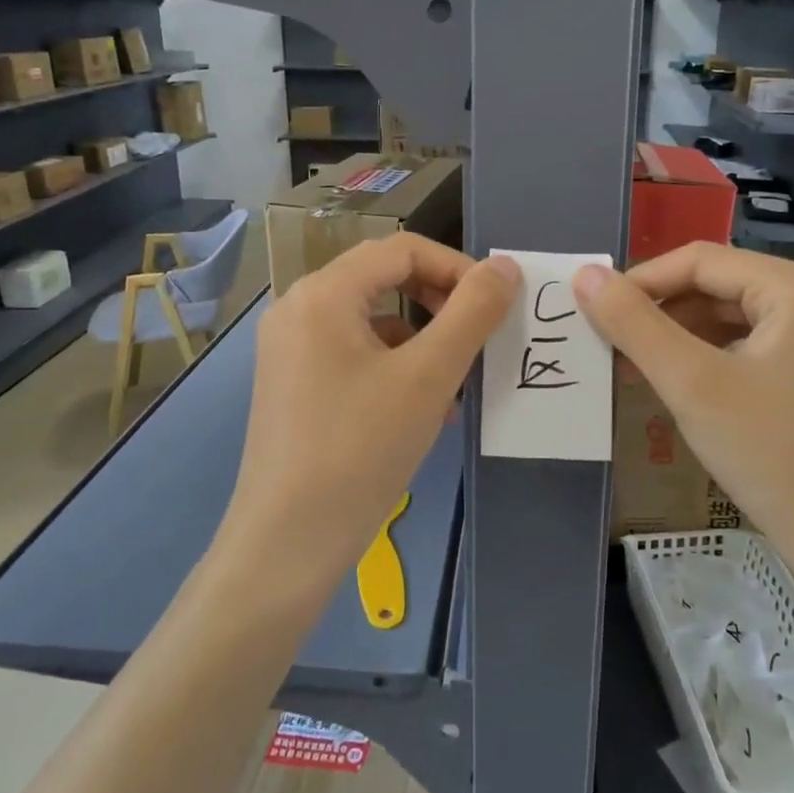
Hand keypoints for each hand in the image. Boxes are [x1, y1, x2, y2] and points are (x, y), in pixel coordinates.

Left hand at [217, 235, 519, 606]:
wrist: (288, 542)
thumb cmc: (360, 449)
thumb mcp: (428, 377)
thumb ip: (472, 312)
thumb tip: (505, 266)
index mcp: (322, 293)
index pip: (402, 250)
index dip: (456, 267)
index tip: (495, 304)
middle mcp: (298, 308)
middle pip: (382, 279)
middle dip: (439, 302)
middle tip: (478, 336)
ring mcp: (289, 348)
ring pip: (371, 320)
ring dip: (421, 338)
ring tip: (456, 382)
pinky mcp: (292, 383)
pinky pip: (353, 353)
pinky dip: (394, 366)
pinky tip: (422, 409)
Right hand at [574, 243, 793, 625]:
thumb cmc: (775, 457)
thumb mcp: (692, 385)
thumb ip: (634, 324)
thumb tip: (585, 275)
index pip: (703, 260)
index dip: (642, 280)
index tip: (595, 312)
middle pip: (722, 286)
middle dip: (663, 313)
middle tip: (614, 347)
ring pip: (738, 319)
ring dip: (685, 338)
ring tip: (641, 370)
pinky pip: (760, 347)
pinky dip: (716, 359)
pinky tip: (688, 389)